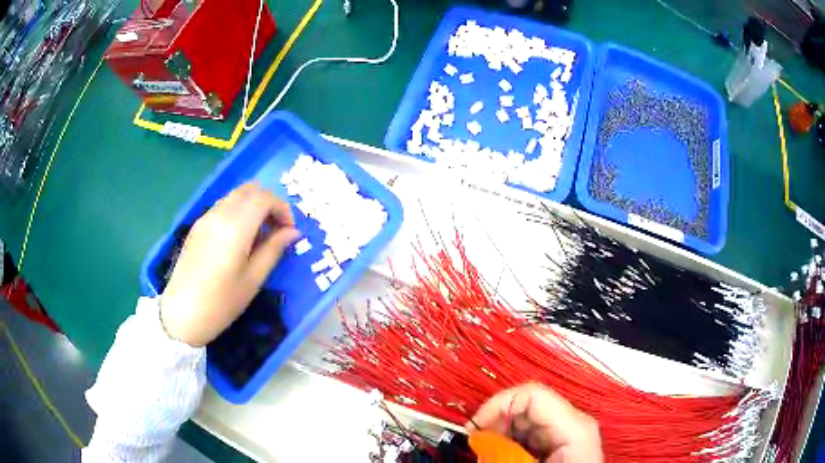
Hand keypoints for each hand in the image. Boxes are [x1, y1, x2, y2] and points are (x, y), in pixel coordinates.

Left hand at [161, 183, 299, 345]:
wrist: (182, 314)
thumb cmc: (221, 302)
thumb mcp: (253, 279)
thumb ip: (274, 250)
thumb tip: (293, 232)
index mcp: (235, 227)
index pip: (264, 198)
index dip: (282, 208)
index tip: (289, 230)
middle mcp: (219, 214)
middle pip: (250, 189)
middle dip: (269, 202)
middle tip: (277, 228)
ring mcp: (205, 218)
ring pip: (235, 195)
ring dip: (253, 206)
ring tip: (259, 235)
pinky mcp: (197, 226)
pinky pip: (222, 206)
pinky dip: (238, 211)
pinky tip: (239, 238)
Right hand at [468, 383, 602, 462]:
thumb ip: (504, 452)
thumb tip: (477, 439)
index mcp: (574, 424)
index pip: (531, 394)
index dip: (497, 404)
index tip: (474, 428)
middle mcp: (574, 422)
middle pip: (527, 405)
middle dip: (496, 421)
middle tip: (476, 444)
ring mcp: (569, 432)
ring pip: (527, 420)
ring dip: (502, 433)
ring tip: (488, 453)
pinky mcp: (562, 443)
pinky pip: (532, 434)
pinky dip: (512, 442)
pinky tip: (504, 456)